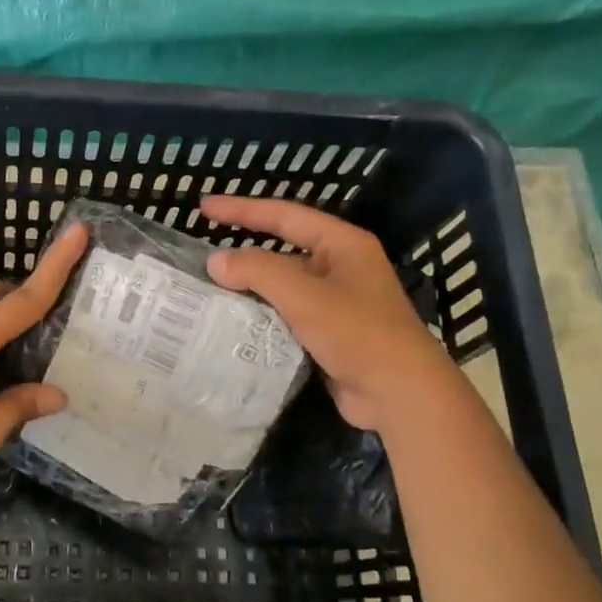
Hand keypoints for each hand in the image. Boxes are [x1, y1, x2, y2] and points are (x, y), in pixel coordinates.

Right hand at [199, 195, 442, 430]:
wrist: (400, 394)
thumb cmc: (359, 334)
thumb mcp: (305, 296)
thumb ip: (258, 272)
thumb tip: (216, 261)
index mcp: (342, 245)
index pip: (284, 216)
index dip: (242, 209)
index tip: (204, 207)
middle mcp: (339, 267)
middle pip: (282, 251)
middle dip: (243, 254)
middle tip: (201, 257)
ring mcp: (335, 302)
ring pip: (282, 287)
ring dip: (249, 289)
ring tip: (207, 292)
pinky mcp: (328, 334)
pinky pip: (286, 316)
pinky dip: (261, 317)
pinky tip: (232, 324)